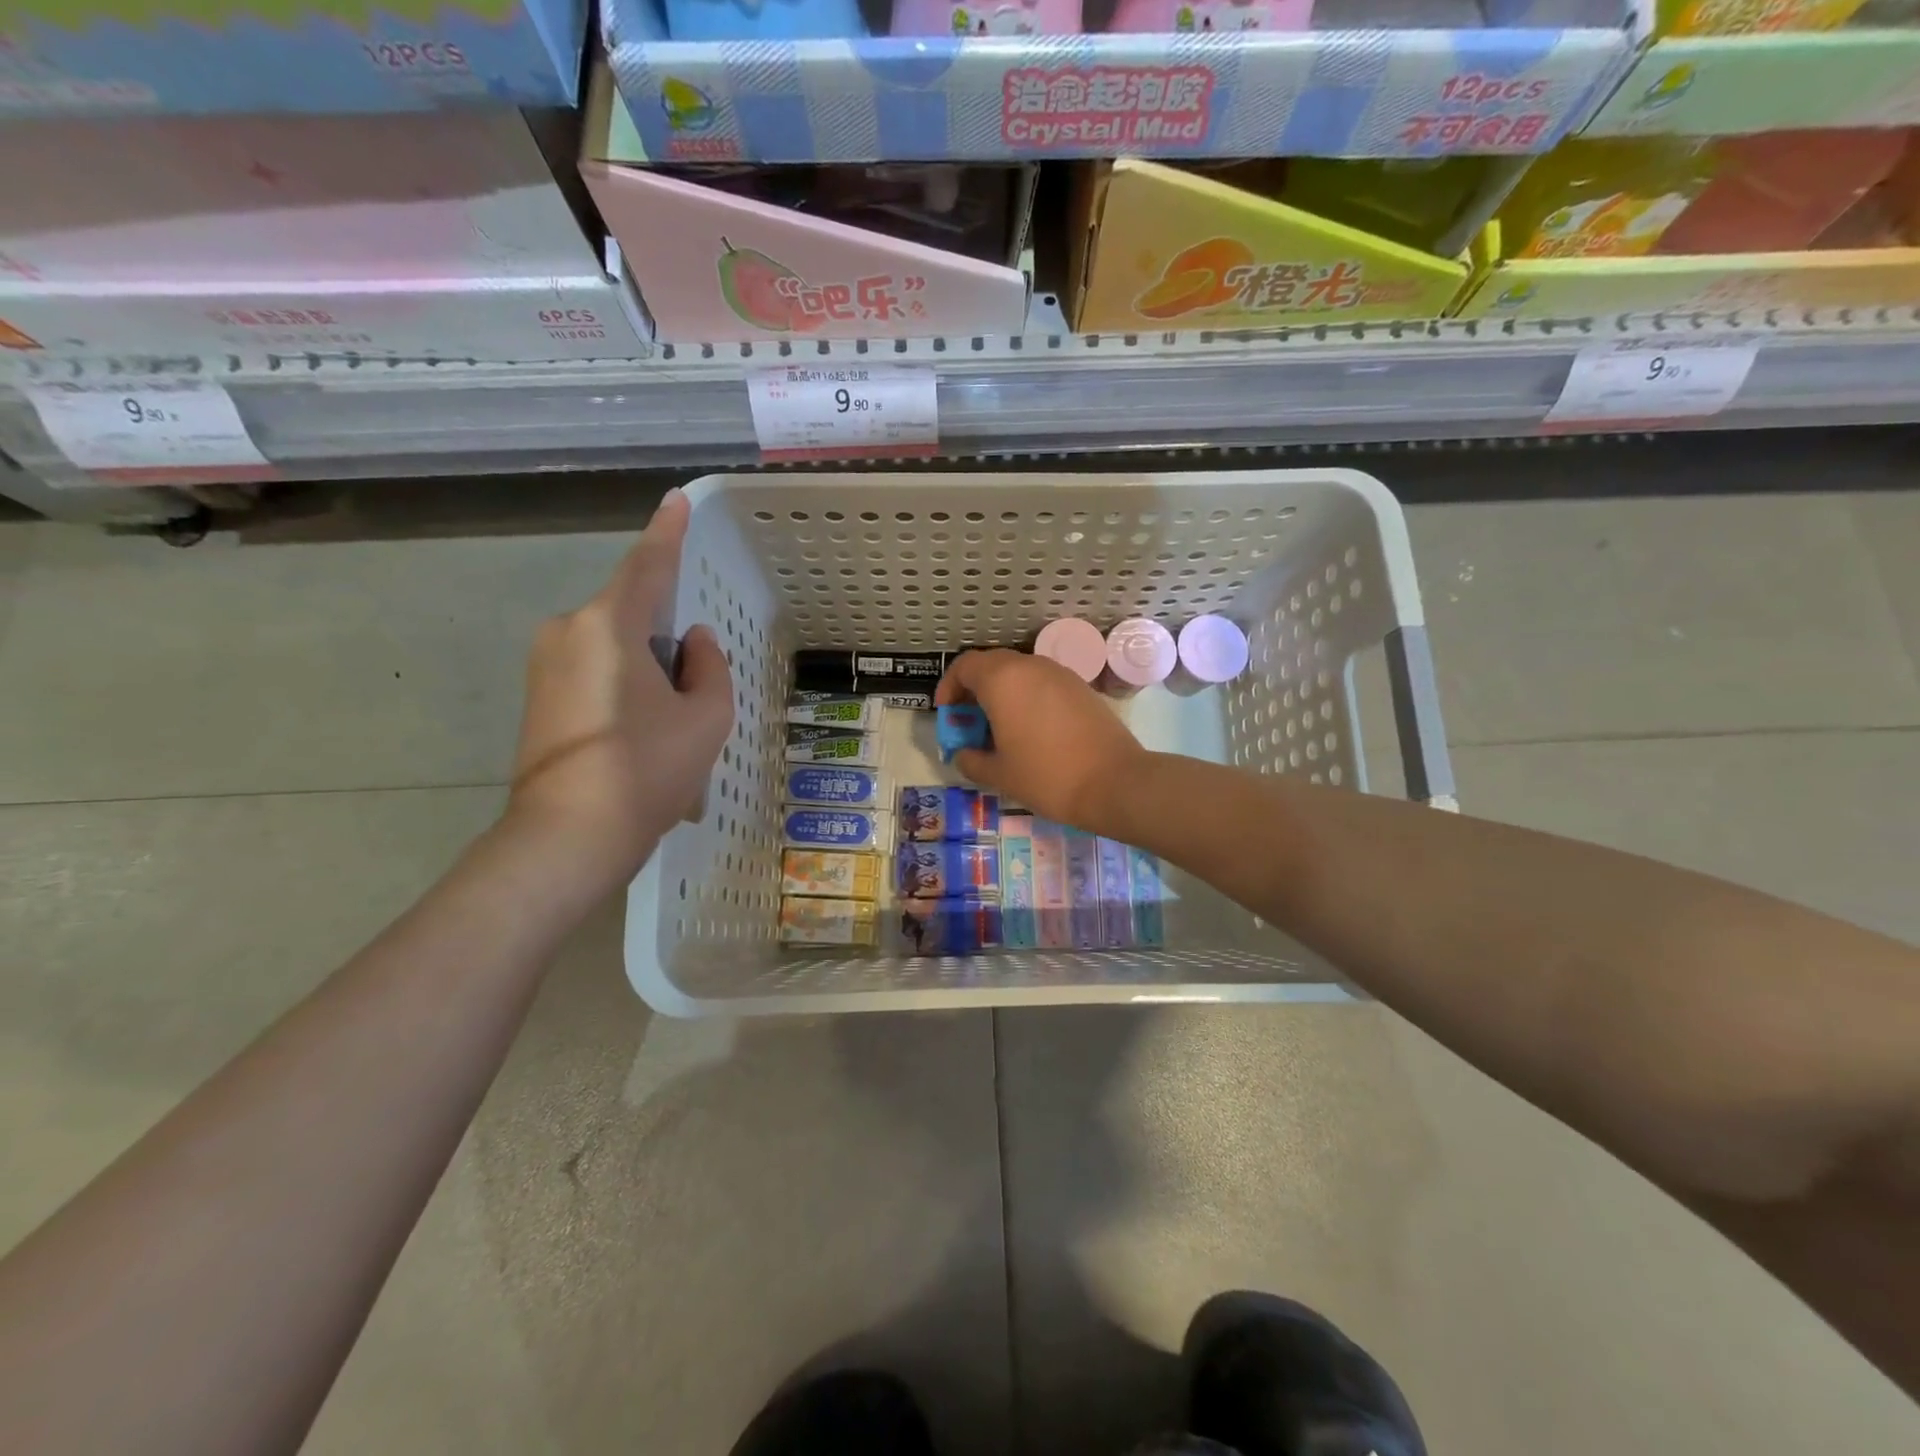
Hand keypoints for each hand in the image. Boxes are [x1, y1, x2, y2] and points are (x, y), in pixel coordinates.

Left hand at [506, 489, 733, 882]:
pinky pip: (596, 673)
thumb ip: (709, 667)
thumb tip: (692, 644)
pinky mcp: (537, 697)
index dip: (667, 532)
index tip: (676, 500)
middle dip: (667, 641)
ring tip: (669, 730)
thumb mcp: (706, 717)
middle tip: (694, 692)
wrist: (568, 837)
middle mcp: (568, 630)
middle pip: (632, 615)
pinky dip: (627, 691)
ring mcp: (545, 665)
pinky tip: (642, 740)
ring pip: (615, 649)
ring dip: (649, 673)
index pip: (648, 565)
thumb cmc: (647, 769)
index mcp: (609, 624)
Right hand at [935, 649, 1145, 831]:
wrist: (1114, 782)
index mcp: (1003, 680)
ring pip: (1019, 672)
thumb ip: (971, 760)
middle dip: (974, 689)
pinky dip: (1027, 697)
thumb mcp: (998, 774)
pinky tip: (1030, 729)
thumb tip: (963, 754)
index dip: (949, 686)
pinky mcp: (1080, 687)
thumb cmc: (1047, 776)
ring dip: (1002, 692)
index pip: (965, 665)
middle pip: (991, 664)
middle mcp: (1030, 666)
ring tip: (999, 727)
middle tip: (969, 720)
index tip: (947, 712)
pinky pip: (1042, 683)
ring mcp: (1059, 674)